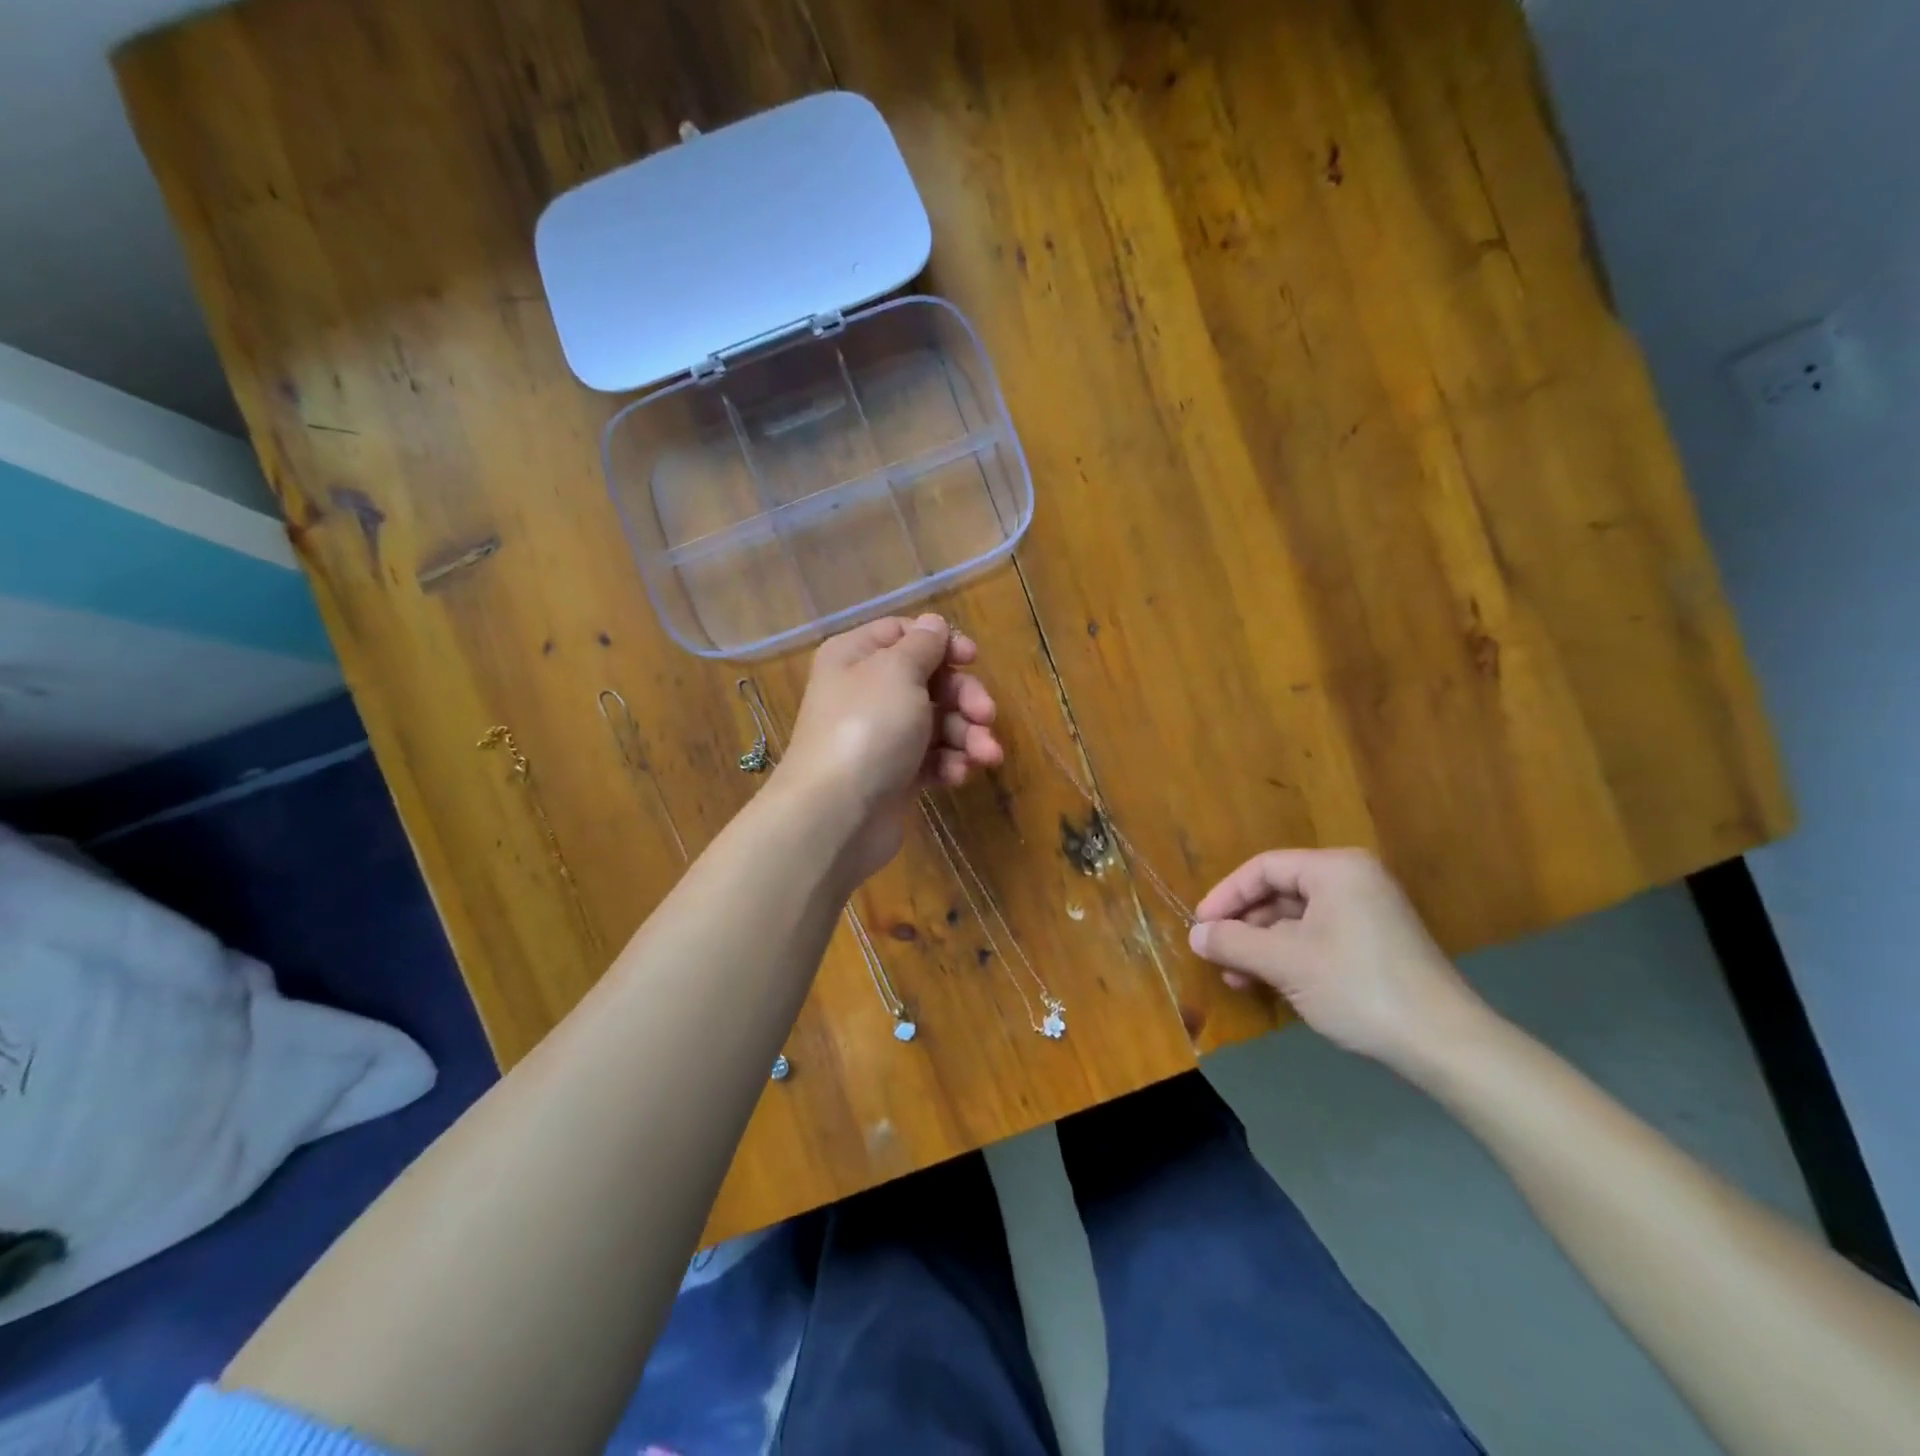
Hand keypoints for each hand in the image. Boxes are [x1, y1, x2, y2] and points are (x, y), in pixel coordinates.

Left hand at [777, 613, 1002, 881]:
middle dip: (964, 697)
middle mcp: (866, 691)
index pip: (904, 634)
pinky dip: (949, 763)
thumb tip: (934, 625)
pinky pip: (931, 758)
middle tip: (986, 715)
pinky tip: (958, 775)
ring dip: (966, 735)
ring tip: (986, 755)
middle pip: (929, 680)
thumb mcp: (898, 672)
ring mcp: (881, 736)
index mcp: (856, 656)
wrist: (837, 815)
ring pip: (936, 722)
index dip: (942, 643)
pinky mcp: (895, 774)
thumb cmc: (867, 728)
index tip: (972, 658)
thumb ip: (923, 645)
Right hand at [1187, 848, 1488, 1071]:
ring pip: (1297, 920)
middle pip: (1280, 893)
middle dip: (1243, 926)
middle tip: (1215, 954)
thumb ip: (1234, 943)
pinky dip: (1289, 956)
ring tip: (1236, 977)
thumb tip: (1195, 936)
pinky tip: (1269, 983)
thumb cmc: (1358, 987)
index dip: (1225, 895)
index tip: (1200, 926)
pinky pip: (1318, 937)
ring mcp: (1368, 912)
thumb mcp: (1286, 963)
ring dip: (1262, 946)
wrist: (1444, 1044)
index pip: (1264, 868)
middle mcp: (1353, 880)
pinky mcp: (1376, 943)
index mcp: (1335, 869)